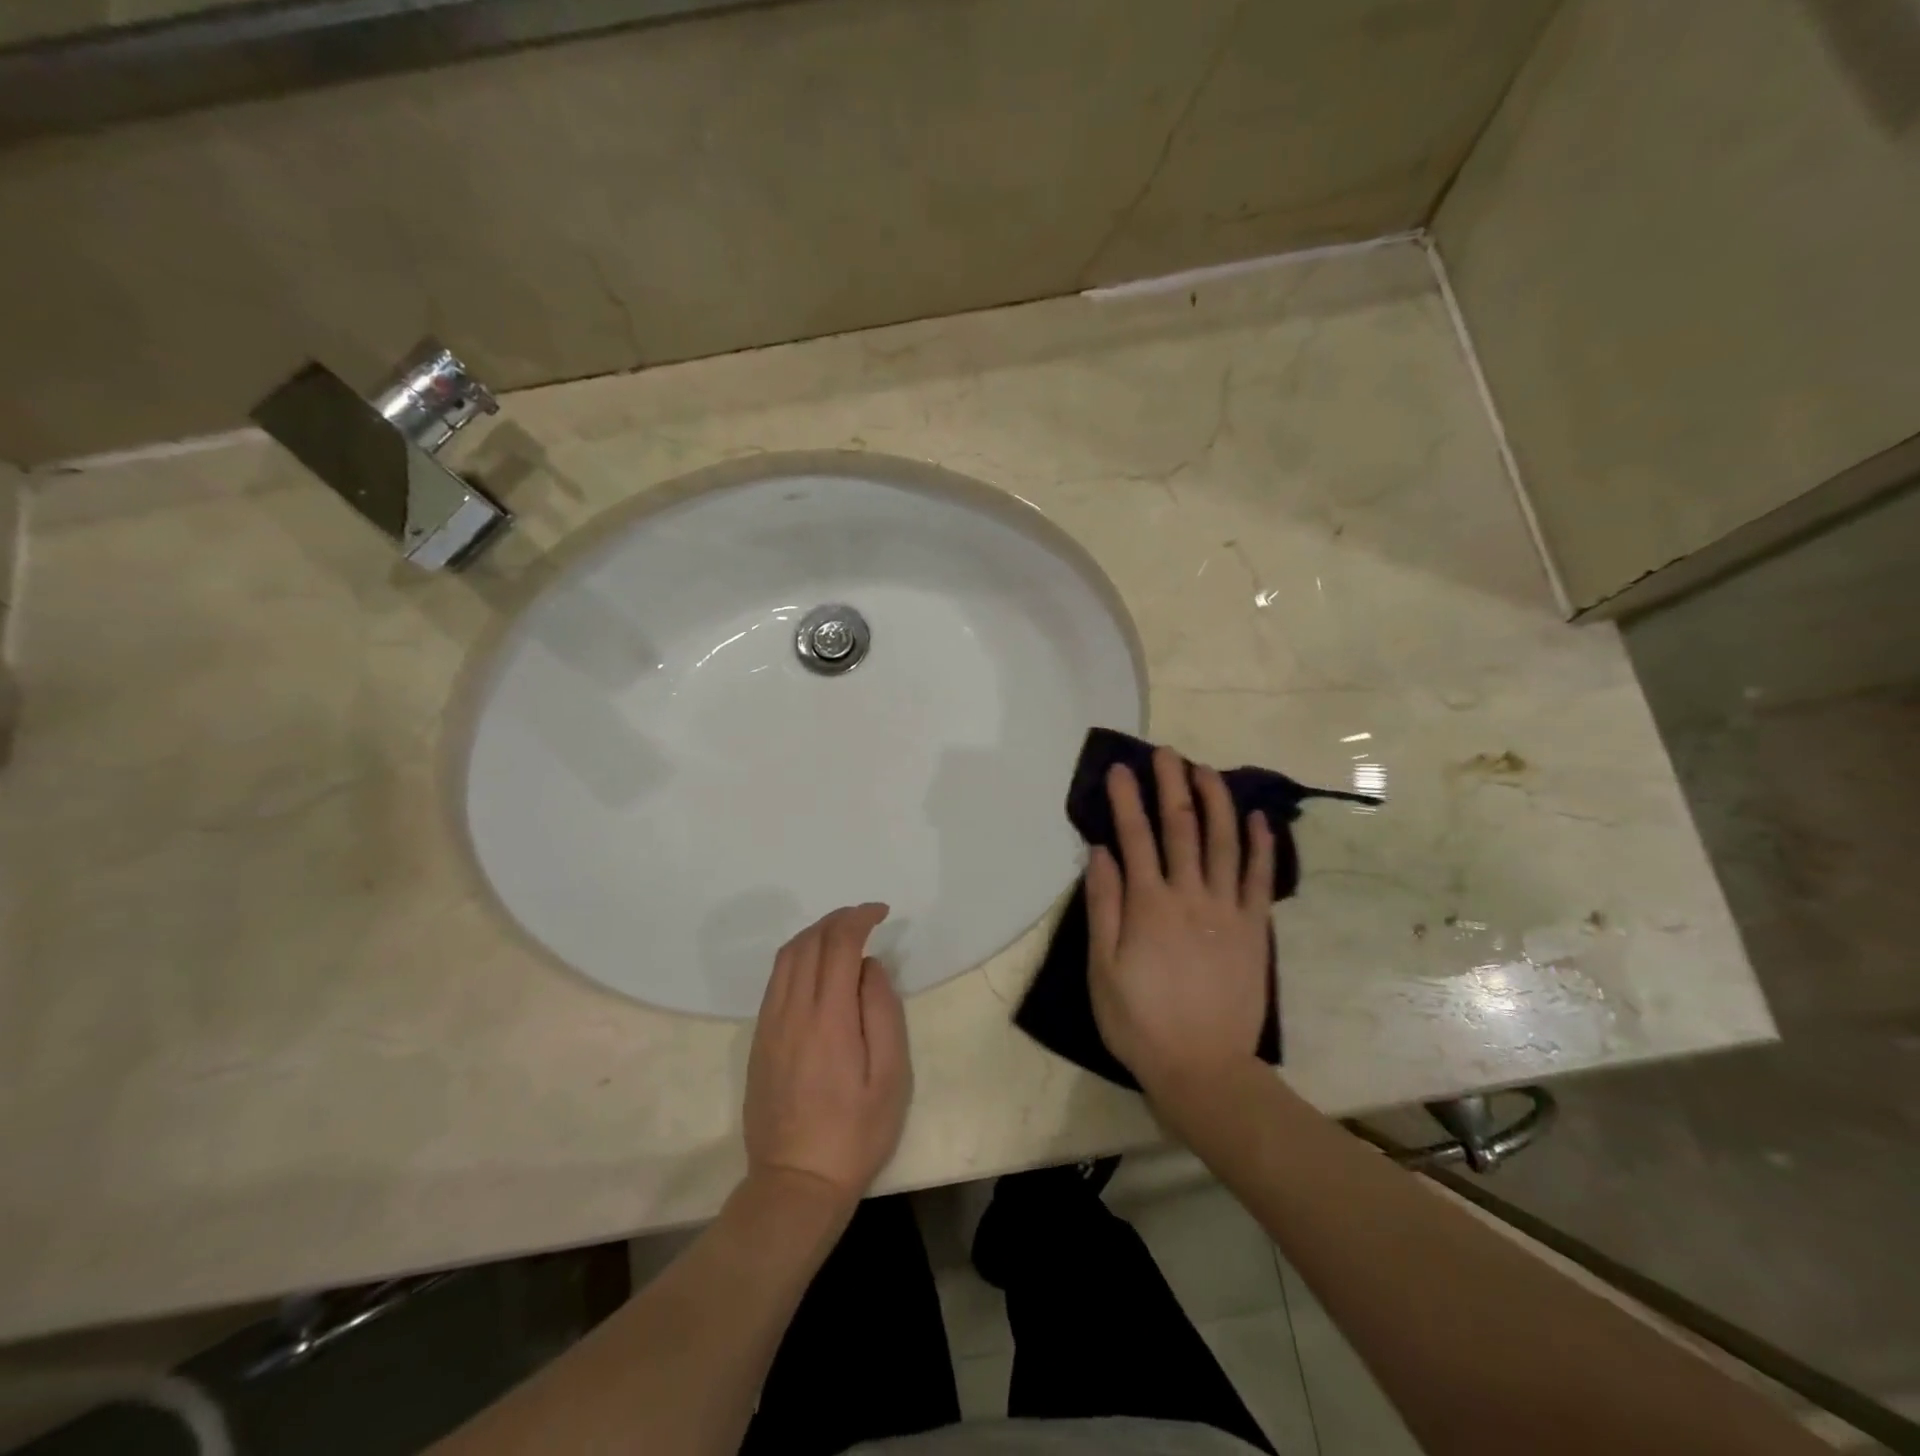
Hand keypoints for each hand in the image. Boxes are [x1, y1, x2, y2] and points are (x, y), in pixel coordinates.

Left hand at [744, 903, 911, 1212]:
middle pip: (809, 943)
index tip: (881, 913)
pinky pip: (775, 980)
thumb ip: (882, 1011)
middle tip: (865, 917)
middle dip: (837, 919)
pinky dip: (797, 957)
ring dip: (814, 934)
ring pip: (786, 957)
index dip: (859, 918)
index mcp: (828, 1018)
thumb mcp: (890, 1076)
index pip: (838, 945)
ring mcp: (770, 1025)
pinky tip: (816, 966)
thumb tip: (870, 967)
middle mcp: (792, 1012)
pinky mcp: (759, 1039)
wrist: (795, 1182)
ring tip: (842, 934)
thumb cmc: (855, 1132)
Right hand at [1085, 747, 1275, 1100]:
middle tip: (1168, 753)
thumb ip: (1103, 905)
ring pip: (1225, 842)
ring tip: (1207, 771)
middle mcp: (1190, 895)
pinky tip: (1258, 819)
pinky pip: (1260, 878)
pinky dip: (1261, 846)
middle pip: (1181, 827)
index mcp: (1148, 904)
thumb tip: (1100, 851)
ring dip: (1216, 801)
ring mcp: (1228, 910)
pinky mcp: (1255, 929)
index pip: (1134, 836)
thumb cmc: (1139, 1020)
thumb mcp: (1102, 968)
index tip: (1120, 768)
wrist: (1203, 1068)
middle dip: (1172, 785)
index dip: (1126, 799)